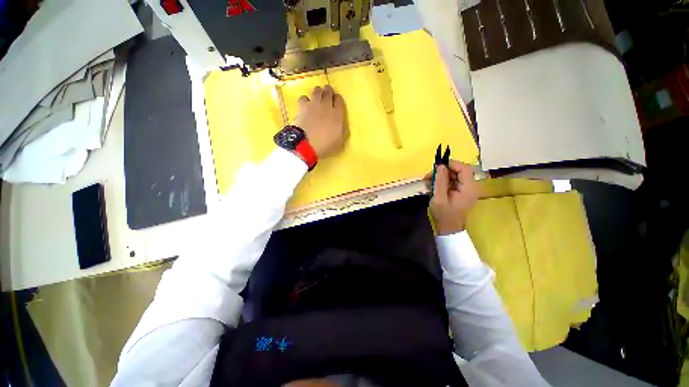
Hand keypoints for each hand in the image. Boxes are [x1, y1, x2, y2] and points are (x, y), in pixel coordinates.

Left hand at [294, 85, 346, 158]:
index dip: (338, 100)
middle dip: (329, 92)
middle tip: (327, 96)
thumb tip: (342, 124)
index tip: (336, 103)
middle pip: (329, 92)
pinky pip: (304, 97)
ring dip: (318, 93)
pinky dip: (306, 100)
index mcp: (337, 114)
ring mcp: (313, 104)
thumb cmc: (325, 145)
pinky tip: (306, 106)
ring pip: (317, 91)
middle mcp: (326, 105)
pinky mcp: (302, 106)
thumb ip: (343, 130)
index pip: (339, 100)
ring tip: (317, 98)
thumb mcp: (340, 141)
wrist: (306, 145)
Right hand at [428, 160, 479, 234]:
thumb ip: (440, 181)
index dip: (452, 164)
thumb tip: (440, 166)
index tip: (437, 166)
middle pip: (460, 171)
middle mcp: (471, 187)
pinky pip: (454, 181)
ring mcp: (467, 189)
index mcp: (469, 188)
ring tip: (429, 181)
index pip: (465, 168)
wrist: (449, 229)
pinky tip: (434, 185)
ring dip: (442, 176)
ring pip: (455, 175)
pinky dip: (444, 181)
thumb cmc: (444, 215)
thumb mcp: (439, 198)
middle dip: (444, 171)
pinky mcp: (462, 192)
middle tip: (429, 175)